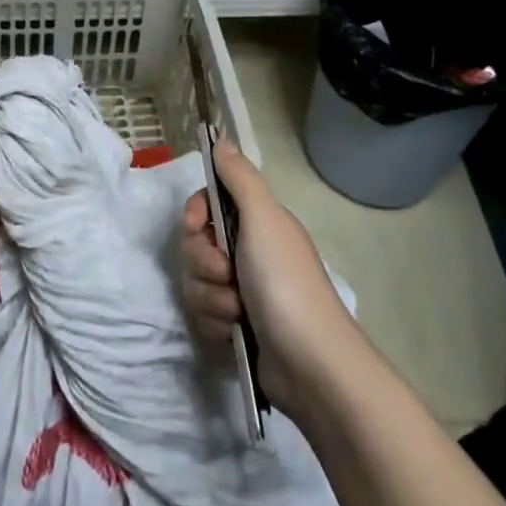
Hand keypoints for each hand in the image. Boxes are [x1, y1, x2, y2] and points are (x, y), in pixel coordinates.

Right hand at [179, 143, 360, 417]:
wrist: (310, 365)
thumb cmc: (285, 282)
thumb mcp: (263, 220)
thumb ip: (239, 178)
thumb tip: (221, 140)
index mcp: (257, 222)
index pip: (208, 203)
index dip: (196, 214)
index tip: (197, 225)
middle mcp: (249, 251)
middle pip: (196, 243)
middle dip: (204, 262)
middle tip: (227, 274)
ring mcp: (242, 290)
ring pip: (196, 281)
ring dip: (211, 297)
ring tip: (236, 312)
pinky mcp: (236, 325)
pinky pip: (203, 313)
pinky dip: (215, 323)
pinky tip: (234, 332)